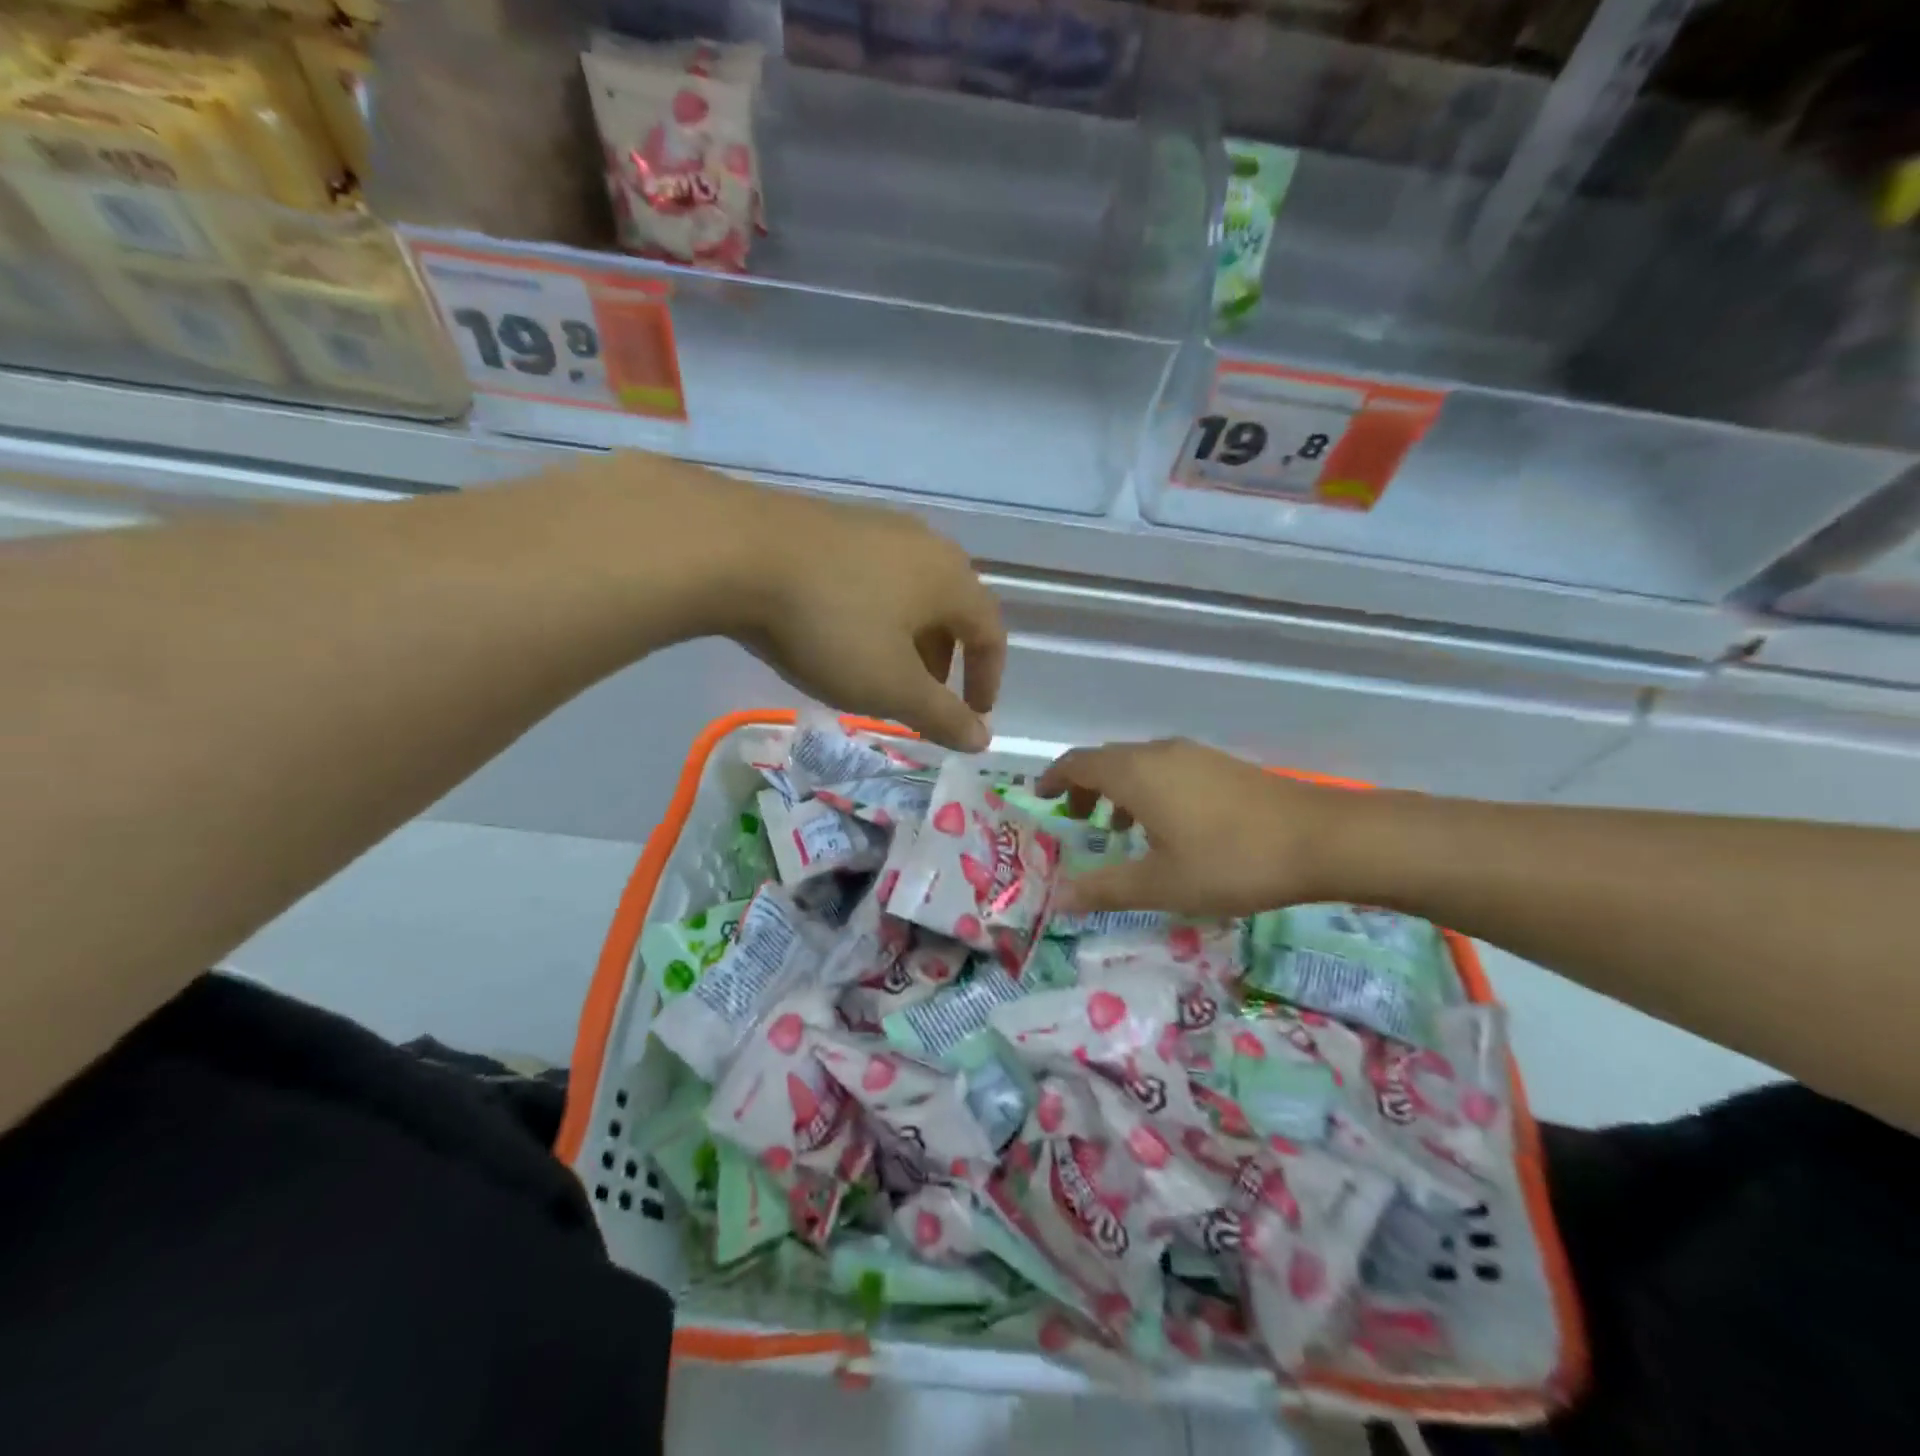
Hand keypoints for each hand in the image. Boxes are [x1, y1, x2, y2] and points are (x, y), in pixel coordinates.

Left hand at [728, 486, 1005, 751]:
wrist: (738, 553)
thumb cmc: (832, 627)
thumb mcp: (892, 687)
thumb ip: (942, 716)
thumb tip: (982, 739)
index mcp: (951, 578)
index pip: (991, 632)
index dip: (987, 679)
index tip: (973, 715)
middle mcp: (924, 544)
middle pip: (952, 609)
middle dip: (945, 660)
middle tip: (922, 698)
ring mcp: (876, 527)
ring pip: (911, 592)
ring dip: (909, 638)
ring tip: (879, 671)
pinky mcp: (833, 523)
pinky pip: (874, 576)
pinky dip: (876, 613)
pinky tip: (838, 632)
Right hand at [1036, 739, 1343, 916]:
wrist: (1320, 838)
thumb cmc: (1229, 861)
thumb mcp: (1161, 884)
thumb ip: (1105, 888)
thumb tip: (1058, 898)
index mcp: (1135, 773)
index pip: (1078, 763)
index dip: (1054, 779)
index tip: (1040, 799)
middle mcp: (1159, 753)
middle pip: (1107, 760)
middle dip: (1085, 788)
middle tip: (1076, 823)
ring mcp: (1194, 756)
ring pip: (1139, 765)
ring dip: (1118, 791)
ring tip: (1118, 830)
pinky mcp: (1221, 766)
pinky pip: (1166, 770)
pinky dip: (1148, 791)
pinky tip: (1168, 828)